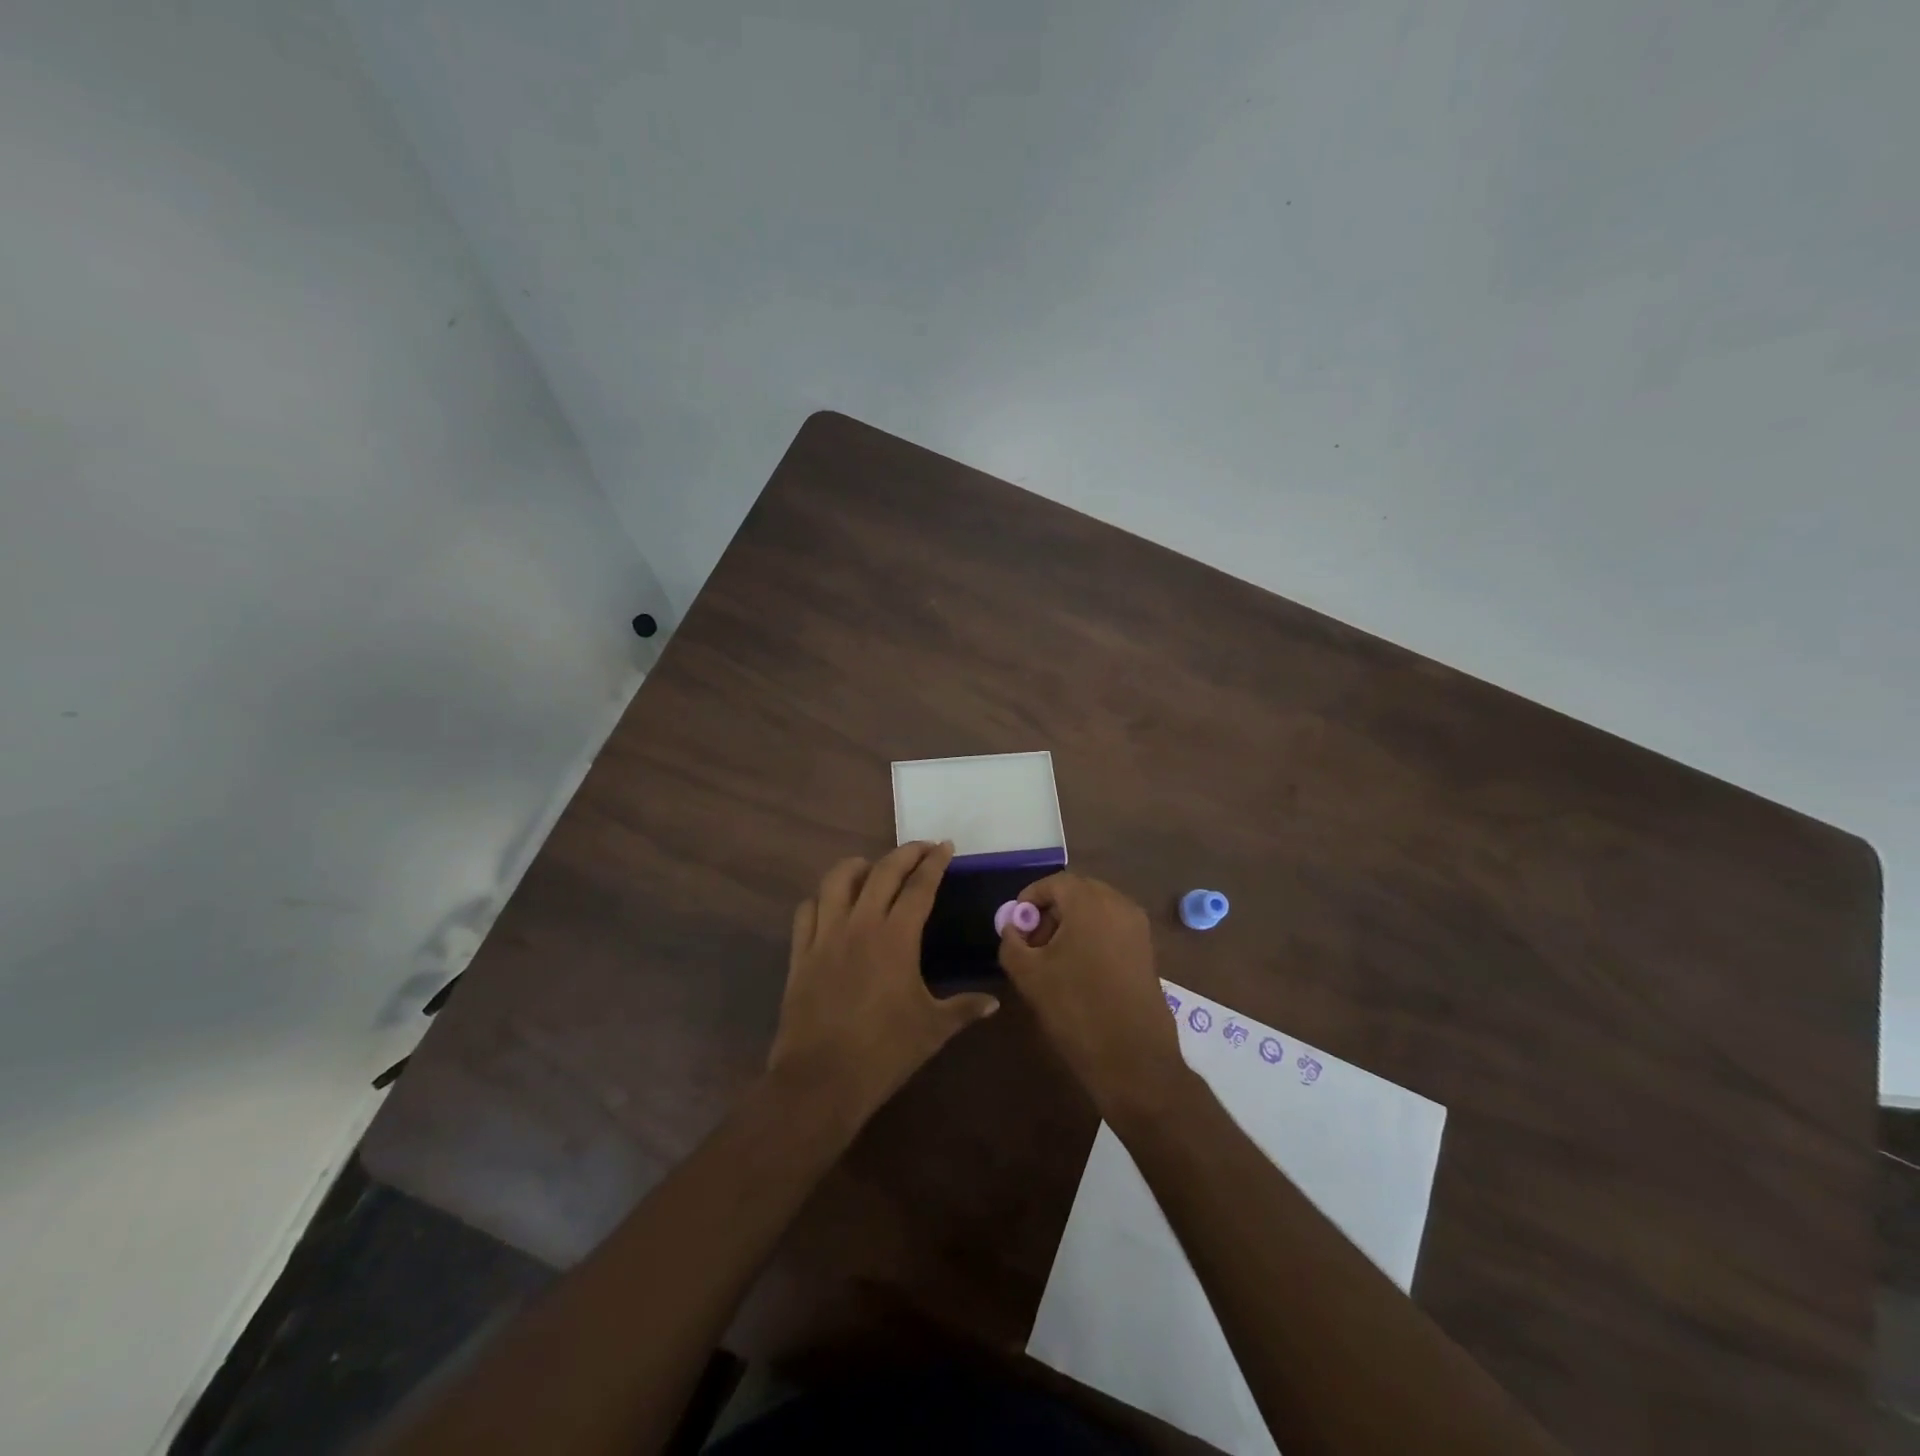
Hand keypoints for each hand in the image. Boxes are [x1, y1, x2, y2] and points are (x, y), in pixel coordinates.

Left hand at [768, 842, 998, 1126]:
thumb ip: (964, 1008)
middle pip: (883, 871)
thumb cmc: (884, 1052)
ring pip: (837, 880)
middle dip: (906, 853)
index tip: (945, 847)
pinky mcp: (800, 953)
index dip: (934, 862)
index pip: (919, 886)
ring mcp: (825, 936)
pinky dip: (822, 899)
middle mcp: (860, 925)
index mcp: (896, 937)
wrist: (821, 1080)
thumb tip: (994, 1002)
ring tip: (873, 868)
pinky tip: (832, 905)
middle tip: (923, 849)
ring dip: (858, 866)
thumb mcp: (933, 1029)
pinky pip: (807, 911)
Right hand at [997, 873, 1187, 1121]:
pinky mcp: (1147, 950)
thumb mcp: (1029, 975)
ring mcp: (1138, 928)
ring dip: (1072, 924)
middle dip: (1051, 910)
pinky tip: (1079, 970)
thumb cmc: (1076, 1008)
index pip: (1054, 882)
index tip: (1015, 924)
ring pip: (1097, 910)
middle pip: (1078, 893)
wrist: (1133, 1058)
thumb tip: (1012, 928)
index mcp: (1090, 903)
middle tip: (1032, 940)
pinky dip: (1092, 936)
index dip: (1030, 899)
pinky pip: (1113, 928)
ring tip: (1053, 958)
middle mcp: (1119, 905)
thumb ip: (1012, 942)